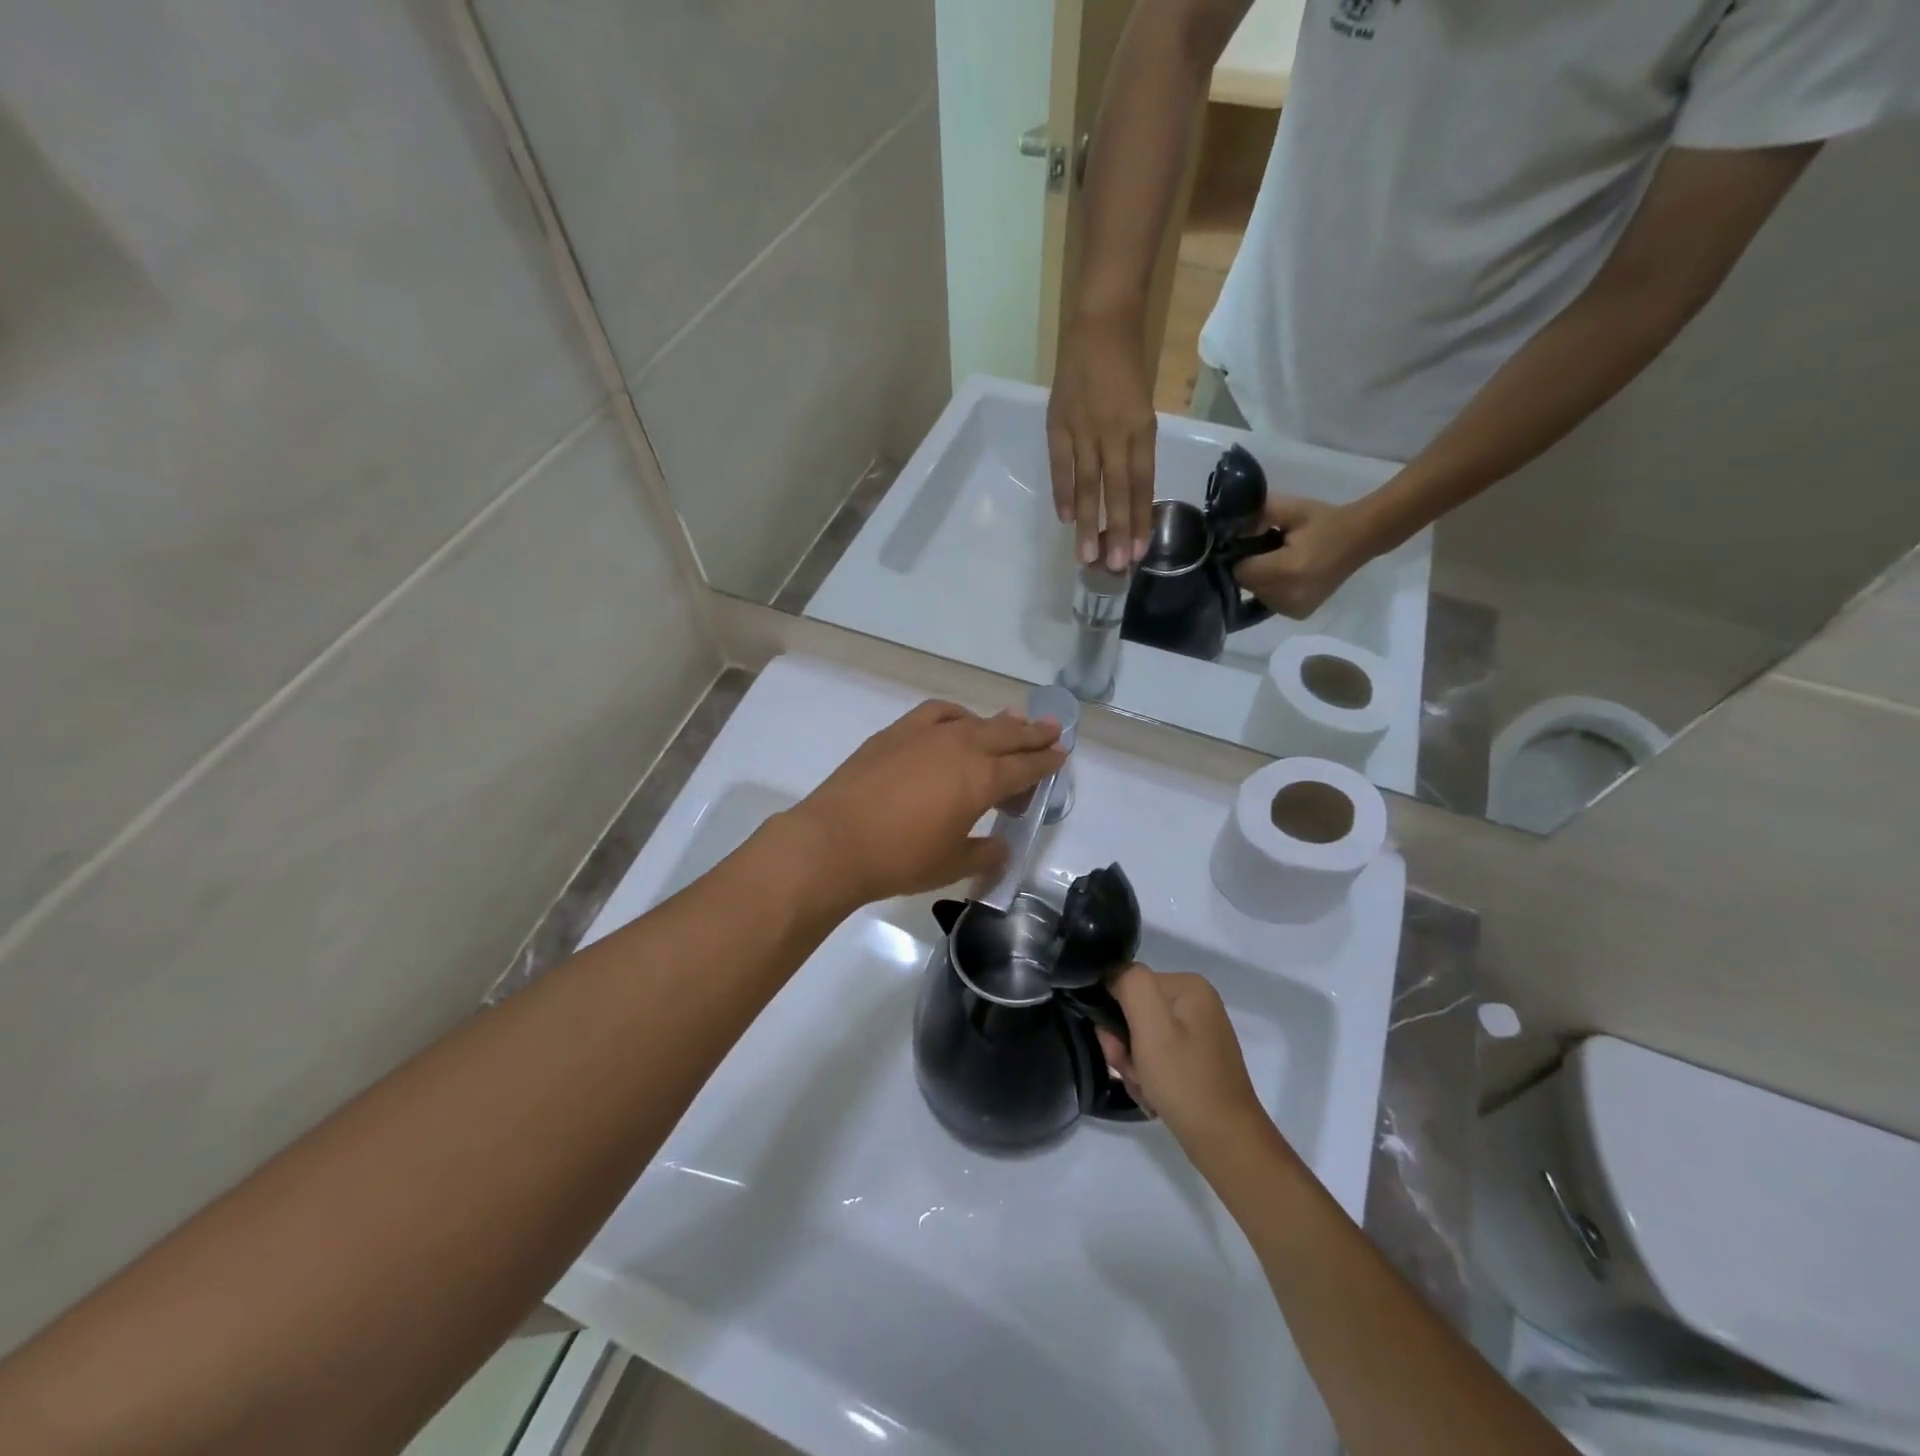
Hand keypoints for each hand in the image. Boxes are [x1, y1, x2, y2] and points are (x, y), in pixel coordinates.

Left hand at [782, 701, 1065, 908]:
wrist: (833, 842)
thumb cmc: (899, 859)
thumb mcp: (951, 864)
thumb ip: (983, 853)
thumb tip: (999, 846)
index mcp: (981, 780)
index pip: (1025, 767)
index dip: (1046, 763)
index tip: (1061, 756)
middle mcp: (960, 747)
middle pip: (1007, 735)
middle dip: (1033, 733)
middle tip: (1053, 729)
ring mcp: (926, 735)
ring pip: (974, 720)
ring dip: (999, 721)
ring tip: (1014, 720)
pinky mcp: (896, 732)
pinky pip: (937, 713)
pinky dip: (956, 715)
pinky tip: (958, 722)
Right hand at [1047, 309, 1156, 572]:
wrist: (1101, 322)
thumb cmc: (1127, 368)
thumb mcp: (1141, 408)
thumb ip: (1134, 449)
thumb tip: (1127, 495)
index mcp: (1141, 428)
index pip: (1141, 483)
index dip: (1139, 519)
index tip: (1137, 552)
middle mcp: (1115, 431)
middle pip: (1117, 489)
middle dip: (1116, 530)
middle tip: (1113, 566)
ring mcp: (1084, 427)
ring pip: (1089, 483)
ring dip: (1089, 522)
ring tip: (1086, 555)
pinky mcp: (1058, 422)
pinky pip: (1061, 465)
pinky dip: (1064, 492)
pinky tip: (1066, 518)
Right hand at [1096, 964, 1271, 1157]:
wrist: (1226, 1143)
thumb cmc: (1185, 1082)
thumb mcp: (1151, 1027)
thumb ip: (1130, 984)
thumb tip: (1113, 974)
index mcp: (1188, 986)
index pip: (1128, 984)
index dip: (1114, 1016)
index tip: (1118, 1050)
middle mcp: (1196, 1002)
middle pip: (1135, 1012)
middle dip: (1125, 1046)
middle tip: (1133, 1073)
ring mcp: (1198, 1032)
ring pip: (1142, 1038)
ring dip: (1135, 1065)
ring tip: (1146, 1089)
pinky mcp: (1197, 1058)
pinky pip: (1157, 1056)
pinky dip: (1149, 1076)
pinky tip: (1155, 1096)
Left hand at [1233, 497, 1373, 619]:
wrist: (1362, 538)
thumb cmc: (1324, 521)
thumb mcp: (1290, 509)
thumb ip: (1256, 516)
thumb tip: (1228, 528)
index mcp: (1286, 570)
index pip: (1241, 571)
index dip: (1241, 556)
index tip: (1252, 544)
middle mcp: (1288, 596)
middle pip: (1247, 585)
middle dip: (1252, 568)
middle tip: (1270, 551)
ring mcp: (1294, 609)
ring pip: (1257, 595)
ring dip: (1261, 580)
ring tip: (1281, 562)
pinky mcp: (1299, 614)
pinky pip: (1269, 603)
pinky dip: (1272, 590)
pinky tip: (1288, 576)